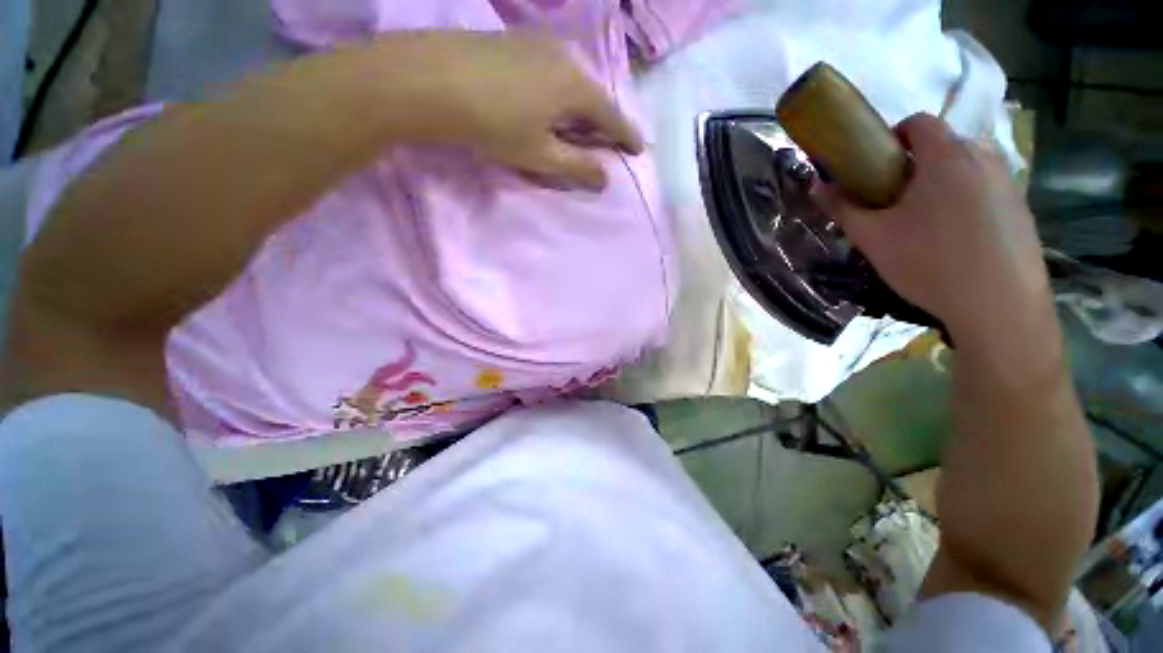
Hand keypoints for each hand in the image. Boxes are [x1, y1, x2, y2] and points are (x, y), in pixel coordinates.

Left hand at [399, 32, 643, 189]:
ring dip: (569, 96)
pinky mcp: (509, 37)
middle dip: (596, 117)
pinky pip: (541, 63)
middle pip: (591, 92)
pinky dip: (545, 80)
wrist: (427, 77)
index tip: (636, 149)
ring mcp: (537, 43)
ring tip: (560, 114)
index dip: (627, 136)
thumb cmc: (487, 121)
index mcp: (580, 88)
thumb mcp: (533, 153)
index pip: (614, 117)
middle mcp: (567, 59)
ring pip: (566, 74)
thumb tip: (605, 178)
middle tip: (594, 136)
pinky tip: (528, 89)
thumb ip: (574, 167)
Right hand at [818, 113, 1052, 346]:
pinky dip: (987, 216)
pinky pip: (999, 202)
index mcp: (942, 151)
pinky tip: (981, 255)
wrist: (1004, 316)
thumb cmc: (938, 268)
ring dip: (961, 191)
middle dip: (932, 168)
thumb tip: (818, 187)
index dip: (899, 140)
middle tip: (920, 210)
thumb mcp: (881, 243)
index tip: (892, 172)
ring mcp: (1009, 185)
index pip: (916, 123)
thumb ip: (846, 210)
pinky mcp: (1027, 216)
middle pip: (948, 148)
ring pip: (976, 174)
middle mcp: (980, 156)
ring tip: (952, 236)